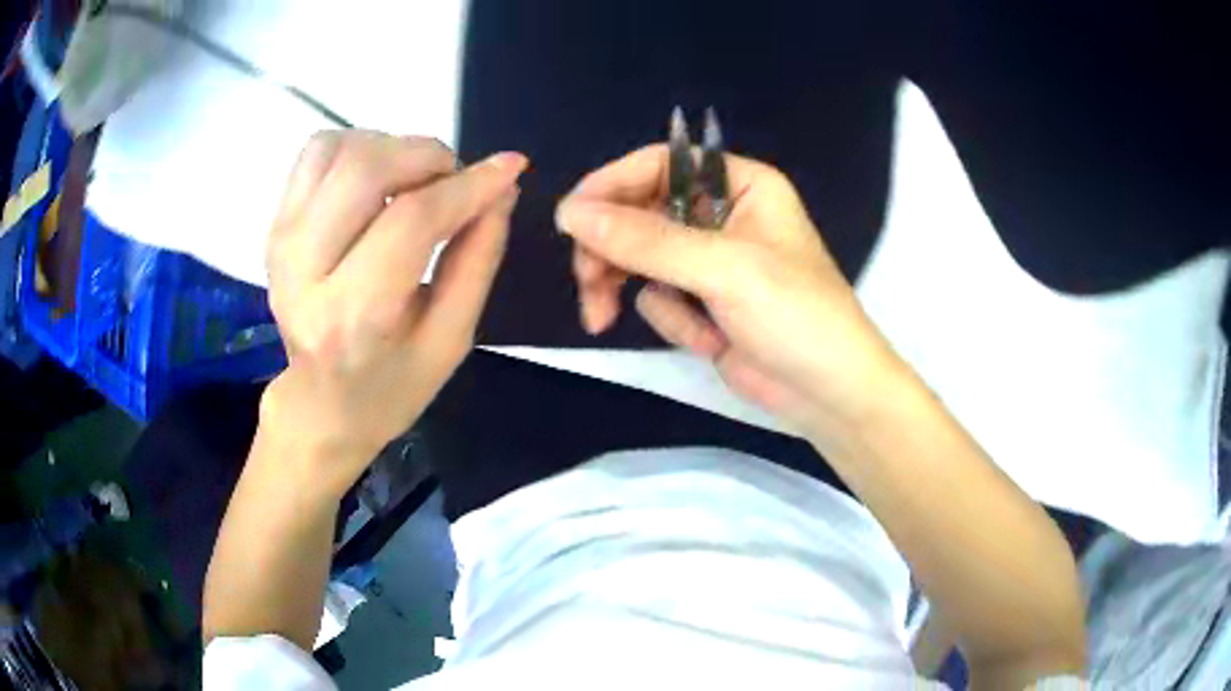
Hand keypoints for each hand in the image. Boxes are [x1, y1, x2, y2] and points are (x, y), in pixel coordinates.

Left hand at [261, 131, 526, 495]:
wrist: (321, 403)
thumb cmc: (392, 383)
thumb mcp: (451, 338)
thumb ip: (478, 258)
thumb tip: (501, 189)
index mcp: (353, 315)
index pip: (411, 221)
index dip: (467, 186)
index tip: (509, 168)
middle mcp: (304, 270)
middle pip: (366, 170)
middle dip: (428, 157)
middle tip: (454, 181)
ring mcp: (282, 241)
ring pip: (339, 150)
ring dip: (393, 148)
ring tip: (416, 181)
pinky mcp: (275, 224)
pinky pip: (317, 152)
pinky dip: (358, 146)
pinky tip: (378, 179)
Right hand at [556, 145, 904, 434]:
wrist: (830, 396)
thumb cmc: (796, 317)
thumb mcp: (724, 270)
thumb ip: (646, 241)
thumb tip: (569, 214)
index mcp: (739, 185)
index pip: (658, 165)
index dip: (610, 185)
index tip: (570, 219)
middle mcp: (721, 215)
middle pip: (639, 212)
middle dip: (610, 250)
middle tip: (587, 283)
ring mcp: (710, 261)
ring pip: (638, 258)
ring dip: (626, 289)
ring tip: (603, 319)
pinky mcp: (703, 303)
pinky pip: (659, 297)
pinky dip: (673, 322)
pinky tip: (709, 342)